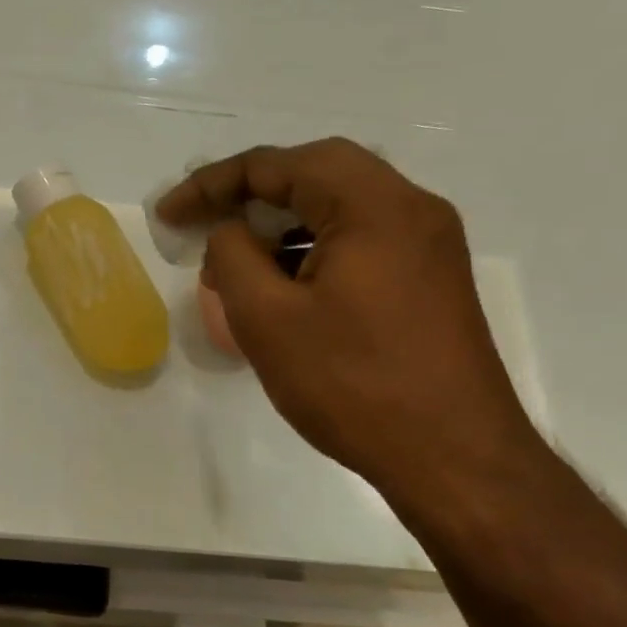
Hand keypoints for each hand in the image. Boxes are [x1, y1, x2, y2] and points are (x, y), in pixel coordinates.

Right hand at [156, 139, 541, 509]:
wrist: (457, 461)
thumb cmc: (354, 385)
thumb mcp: (267, 319)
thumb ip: (233, 256)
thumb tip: (231, 232)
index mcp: (372, 204)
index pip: (277, 165)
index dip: (211, 184)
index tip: (168, 215)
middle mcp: (410, 207)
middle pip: (315, 172)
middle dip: (250, 192)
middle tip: (204, 220)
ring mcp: (429, 241)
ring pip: (340, 204)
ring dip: (283, 220)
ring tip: (238, 259)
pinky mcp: (432, 276)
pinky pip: (362, 236)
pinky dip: (314, 245)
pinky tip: (286, 284)